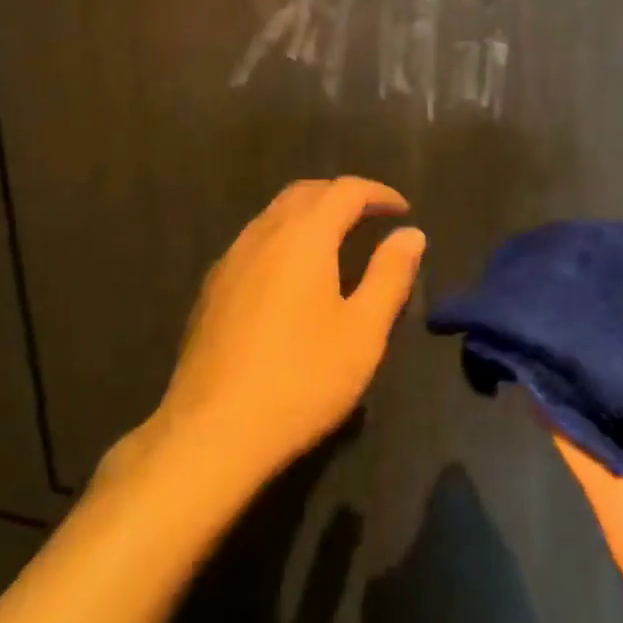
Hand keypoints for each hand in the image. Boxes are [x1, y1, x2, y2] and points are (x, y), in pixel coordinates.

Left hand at [152, 178, 424, 488]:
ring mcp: (231, 259)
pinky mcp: (212, 287)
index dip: (378, 193)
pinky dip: (284, 237)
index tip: (402, 209)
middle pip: (306, 192)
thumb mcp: (363, 331)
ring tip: (336, 240)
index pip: (345, 190)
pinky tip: (292, 274)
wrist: (212, 432)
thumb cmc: (301, 379)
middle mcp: (264, 233)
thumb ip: (390, 275)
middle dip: (342, 195)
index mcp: (305, 236)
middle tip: (371, 216)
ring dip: (310, 213)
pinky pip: (255, 240)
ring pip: (275, 214)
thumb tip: (411, 233)